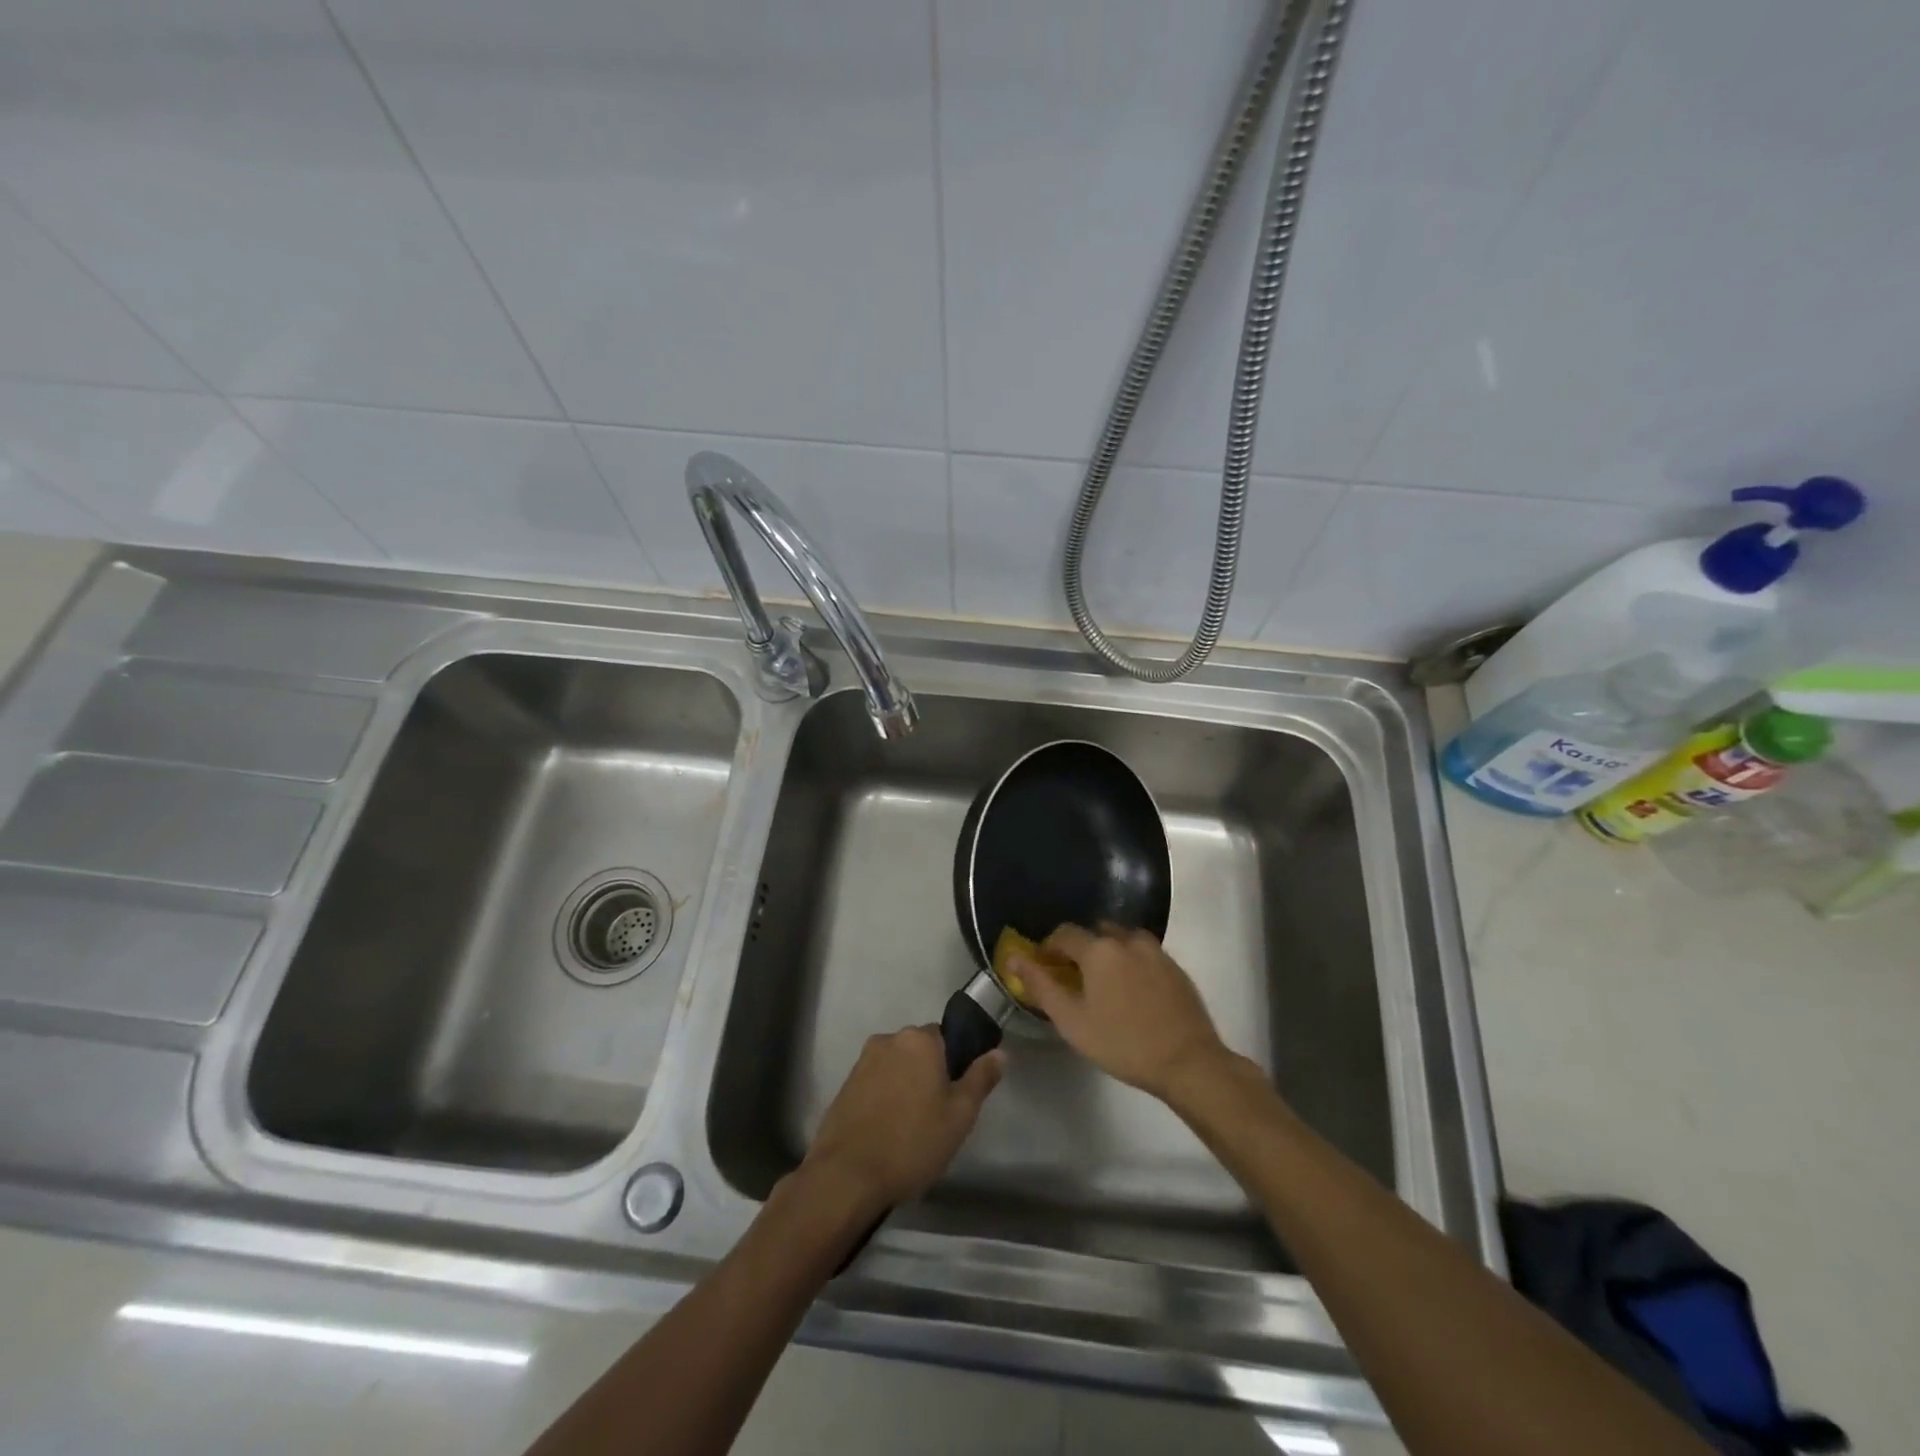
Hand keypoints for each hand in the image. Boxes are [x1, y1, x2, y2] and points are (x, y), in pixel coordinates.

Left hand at [801, 1026, 1004, 1212]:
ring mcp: (862, 1062)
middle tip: (938, 1115)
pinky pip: (875, 1083)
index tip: (957, 1095)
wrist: (847, 1174)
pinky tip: (888, 1131)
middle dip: (929, 1074)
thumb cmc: (912, 1142)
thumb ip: (981, 1078)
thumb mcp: (960, 1115)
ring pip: (896, 1067)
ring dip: (905, 1086)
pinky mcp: (845, 1085)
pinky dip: (884, 1099)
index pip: (946, 1037)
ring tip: (911, 1128)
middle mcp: (888, 1040)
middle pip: (919, 1051)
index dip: (955, 1064)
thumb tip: (999, 1053)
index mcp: (919, 1040)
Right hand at [1015, 925, 1230, 1099]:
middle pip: (1095, 932)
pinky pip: (1143, 953)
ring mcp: (1155, 951)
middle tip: (1074, 978)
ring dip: (1108, 953)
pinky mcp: (1175, 966)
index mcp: (1099, 949)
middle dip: (1080, 949)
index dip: (1049, 948)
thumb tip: (1012, 958)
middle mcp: (1127, 939)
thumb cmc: (1122, 1043)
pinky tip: (1132, 992)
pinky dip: (1131, 963)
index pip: (1064, 933)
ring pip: (1122, 940)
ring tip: (1104, 984)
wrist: (1188, 1062)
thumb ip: (1040, 985)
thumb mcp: (1071, 1020)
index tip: (1045, 968)